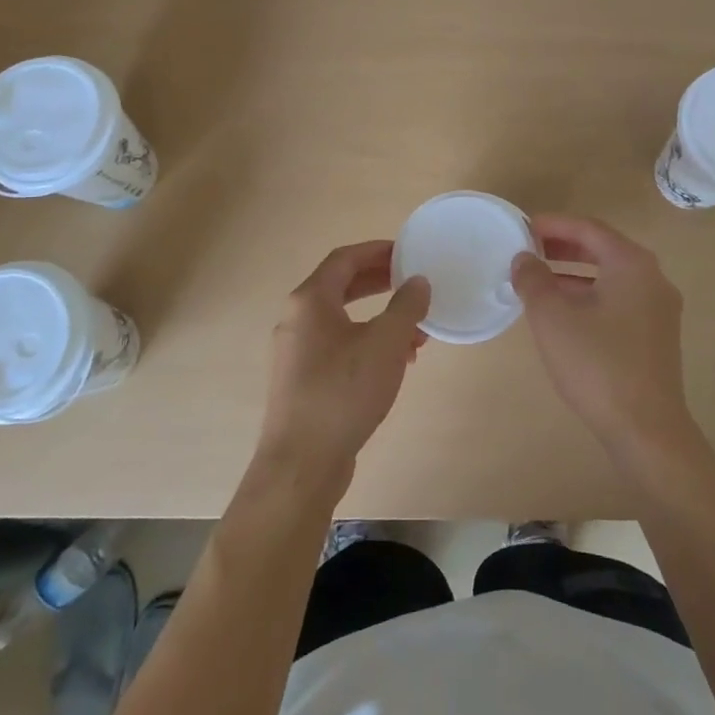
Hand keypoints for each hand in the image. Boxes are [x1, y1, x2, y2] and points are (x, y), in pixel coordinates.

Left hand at [255, 240, 430, 490]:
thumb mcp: (386, 343)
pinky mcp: (302, 380)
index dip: (377, 250)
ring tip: (414, 332)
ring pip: (343, 320)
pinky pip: (338, 346)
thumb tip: (417, 282)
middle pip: (341, 286)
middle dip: (380, 283)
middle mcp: (296, 319)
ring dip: (380, 319)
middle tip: (412, 283)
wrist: (301, 463)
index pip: (344, 259)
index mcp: (310, 300)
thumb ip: (406, 306)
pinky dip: (367, 344)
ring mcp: (296, 351)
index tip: (407, 252)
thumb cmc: (343, 391)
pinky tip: (395, 364)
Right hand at [512, 215, 691, 451]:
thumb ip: (533, 280)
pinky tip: (563, 312)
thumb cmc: (597, 365)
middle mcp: (652, 278)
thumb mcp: (553, 318)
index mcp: (632, 264)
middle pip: (602, 249)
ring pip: (610, 276)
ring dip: (574, 273)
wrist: (646, 431)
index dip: (553, 224)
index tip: (522, 227)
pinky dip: (589, 294)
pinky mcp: (656, 335)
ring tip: (538, 279)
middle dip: (563, 246)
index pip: (588, 228)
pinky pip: (618, 299)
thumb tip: (524, 258)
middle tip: (528, 249)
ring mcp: (658, 308)